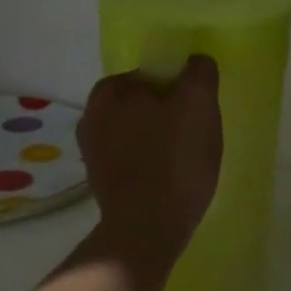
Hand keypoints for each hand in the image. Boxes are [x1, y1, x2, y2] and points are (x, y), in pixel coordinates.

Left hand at [79, 54, 223, 276]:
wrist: (146, 228)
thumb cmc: (174, 159)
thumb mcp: (199, 103)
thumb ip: (199, 72)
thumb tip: (196, 62)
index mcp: (108, 90)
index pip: (152, 74)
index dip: (179, 89)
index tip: (196, 111)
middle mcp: (90, 115)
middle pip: (144, 103)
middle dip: (168, 114)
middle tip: (195, 136)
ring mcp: (91, 151)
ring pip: (138, 132)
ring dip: (159, 139)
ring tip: (185, 161)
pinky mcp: (99, 181)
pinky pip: (132, 158)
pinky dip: (150, 163)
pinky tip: (168, 179)